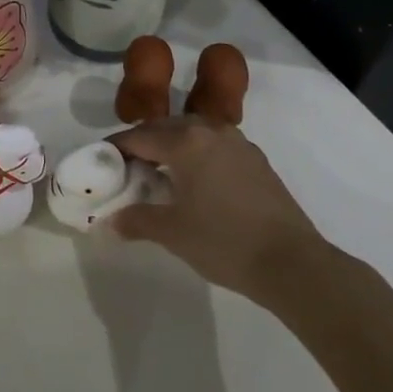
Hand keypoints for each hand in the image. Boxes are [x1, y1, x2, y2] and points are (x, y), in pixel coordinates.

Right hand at [108, 115, 328, 303]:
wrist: (293, 264)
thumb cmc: (225, 243)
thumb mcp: (172, 233)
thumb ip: (137, 220)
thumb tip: (112, 221)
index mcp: (186, 142)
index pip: (139, 136)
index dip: (115, 148)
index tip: (99, 161)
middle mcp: (210, 131)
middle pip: (165, 128)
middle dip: (142, 143)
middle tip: (126, 168)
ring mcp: (238, 143)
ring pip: (192, 133)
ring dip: (171, 146)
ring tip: (159, 173)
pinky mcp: (256, 160)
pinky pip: (214, 145)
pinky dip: (196, 155)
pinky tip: (194, 181)